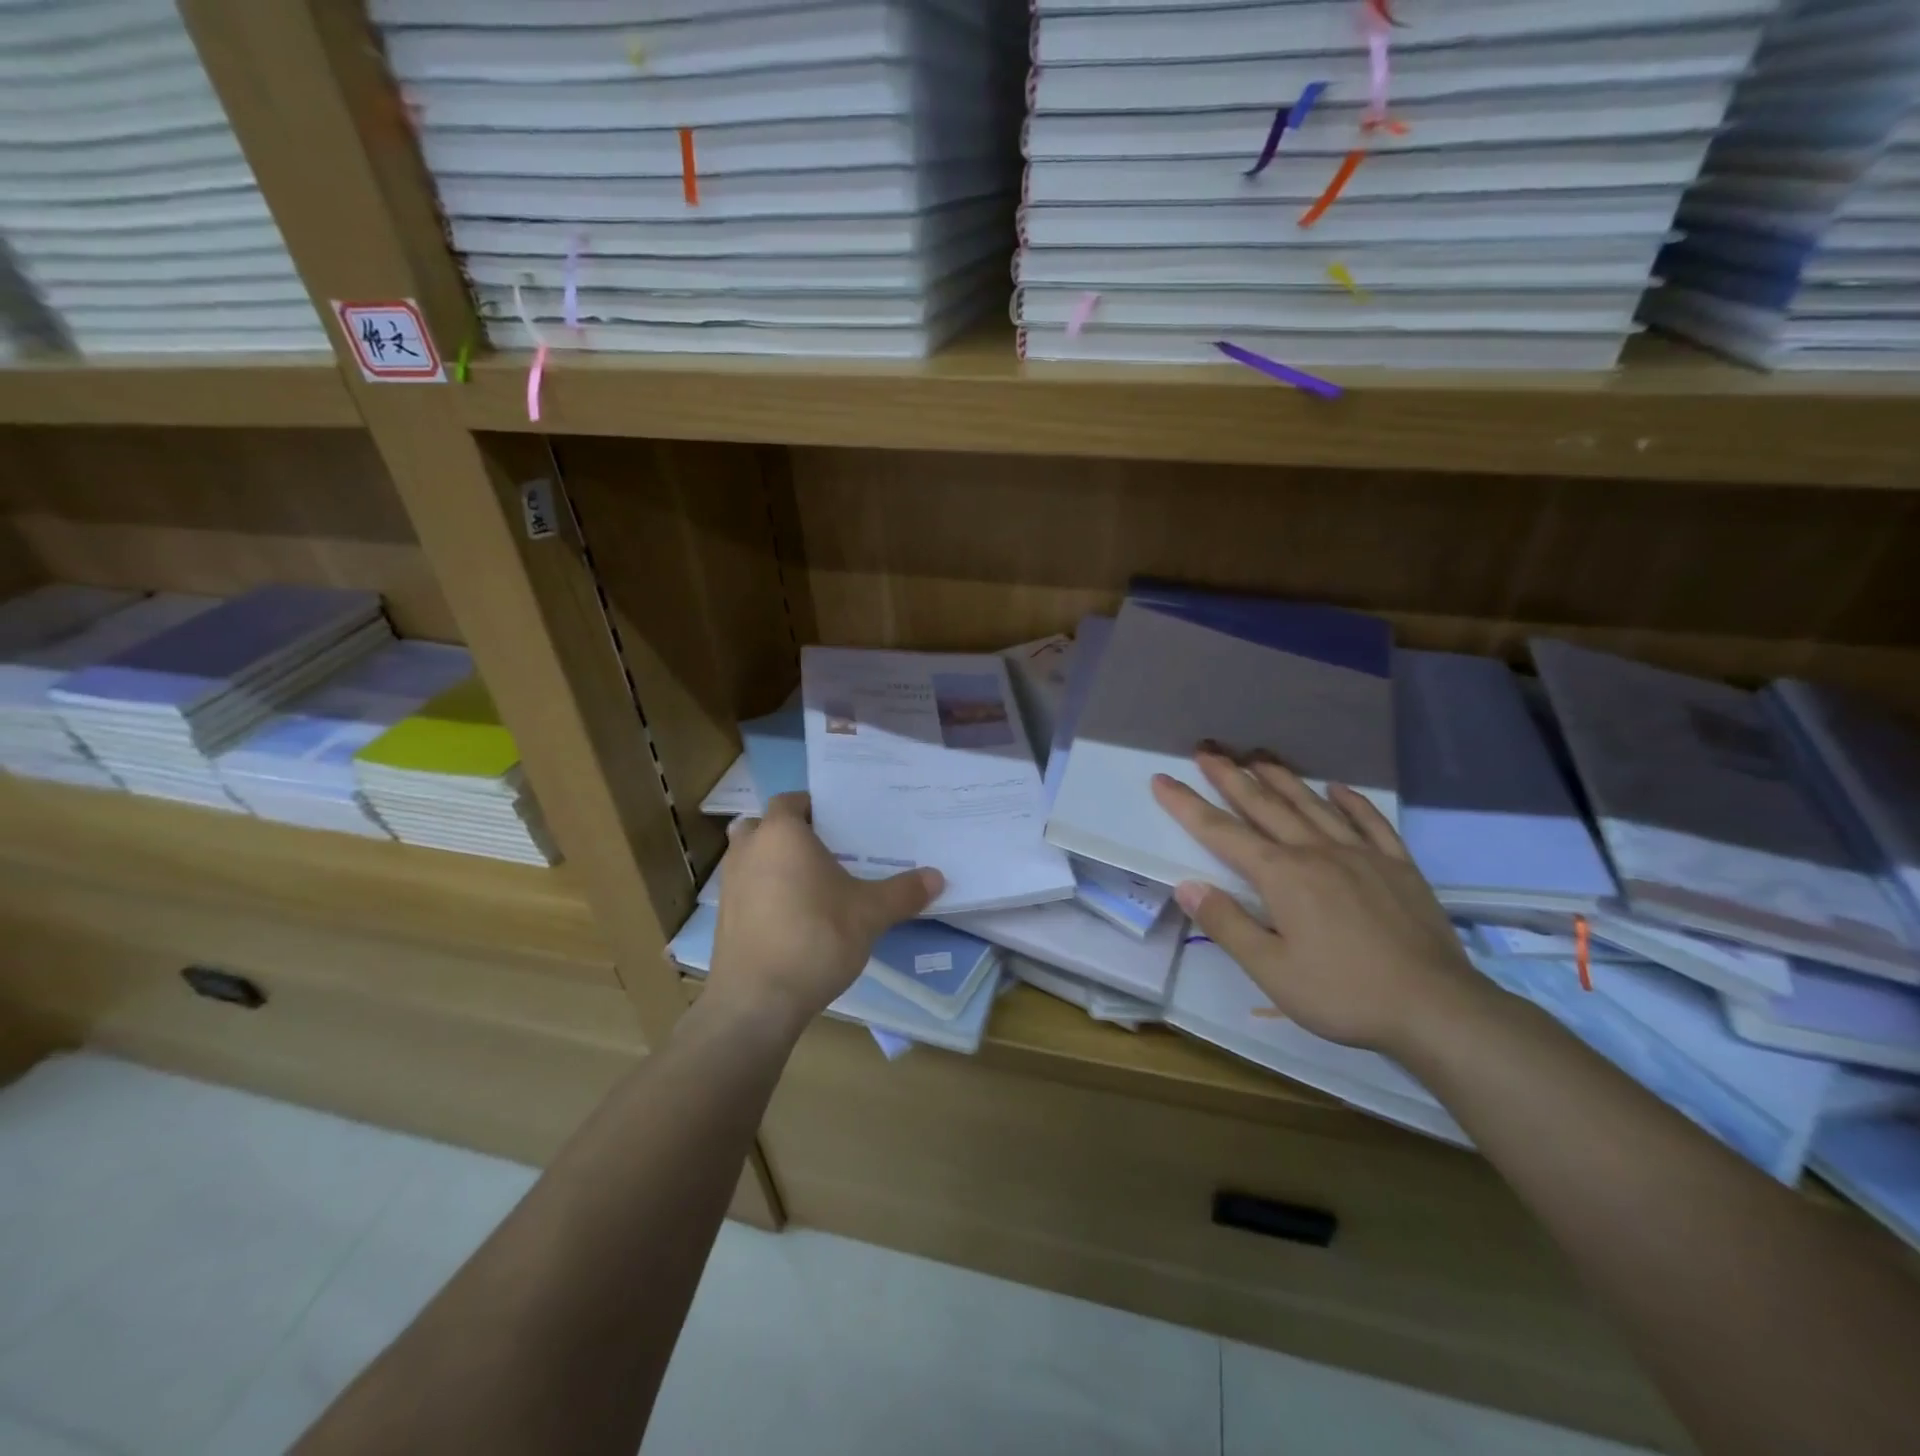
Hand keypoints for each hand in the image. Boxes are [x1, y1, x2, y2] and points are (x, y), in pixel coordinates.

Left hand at [709, 792, 942, 1037]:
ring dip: (774, 863)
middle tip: (826, 851)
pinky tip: (794, 917)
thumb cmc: (815, 938)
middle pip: (766, 826)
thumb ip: (903, 892)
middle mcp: (748, 849)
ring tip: (812, 884)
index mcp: (781, 833)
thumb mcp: (870, 914)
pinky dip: (765, 893)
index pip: (791, 800)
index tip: (841, 822)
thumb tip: (938, 876)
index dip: (814, 807)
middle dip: (790, 834)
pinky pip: (747, 889)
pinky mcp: (723, 917)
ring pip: (752, 858)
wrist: (757, 1001)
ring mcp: (730, 884)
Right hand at [1153, 750, 1493, 1056]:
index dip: (1188, 805)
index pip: (1222, 833)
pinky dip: (1351, 802)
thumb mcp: (1271, 970)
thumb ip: (1227, 924)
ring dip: (1282, 778)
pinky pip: (1370, 823)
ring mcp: (1362, 855)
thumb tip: (1187, 885)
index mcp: (1282, 876)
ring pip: (1312, 805)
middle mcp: (1317, 853)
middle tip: (1207, 749)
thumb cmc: (1344, 993)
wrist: (1438, 1009)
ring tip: (1259, 755)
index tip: (1162, 779)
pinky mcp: (1398, 867)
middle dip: (1231, 777)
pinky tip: (1337, 788)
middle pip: (1265, 806)